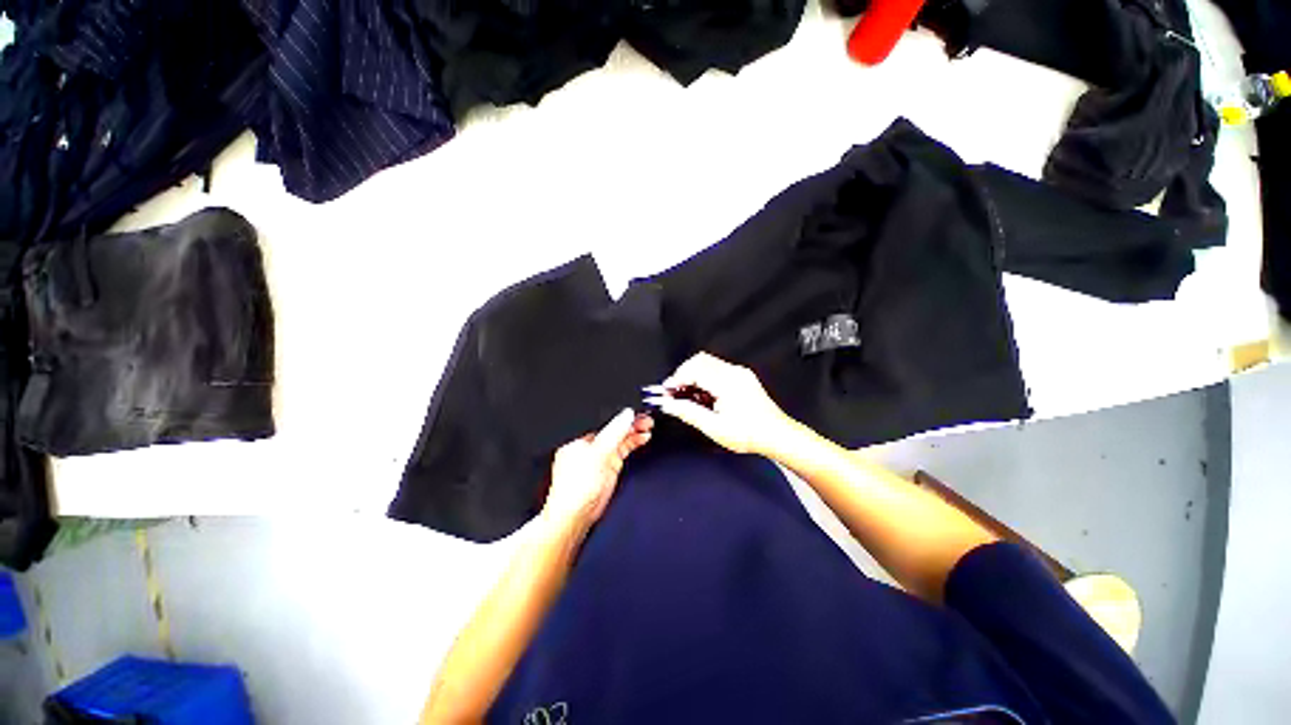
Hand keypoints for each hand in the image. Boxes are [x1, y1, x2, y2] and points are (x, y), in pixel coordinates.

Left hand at [542, 408, 652, 530]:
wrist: (576, 516)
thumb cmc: (575, 488)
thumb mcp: (597, 454)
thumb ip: (613, 433)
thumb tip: (627, 414)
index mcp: (581, 439)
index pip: (604, 421)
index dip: (621, 415)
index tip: (636, 411)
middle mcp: (591, 445)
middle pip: (614, 429)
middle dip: (630, 423)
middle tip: (647, 418)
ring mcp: (601, 456)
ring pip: (620, 438)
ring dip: (634, 432)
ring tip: (648, 426)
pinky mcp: (610, 467)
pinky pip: (624, 450)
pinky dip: (634, 442)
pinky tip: (643, 437)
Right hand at [644, 353, 792, 455]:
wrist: (777, 435)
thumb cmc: (750, 434)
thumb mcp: (714, 427)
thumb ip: (688, 413)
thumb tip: (668, 405)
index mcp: (727, 382)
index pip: (694, 369)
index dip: (677, 378)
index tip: (667, 392)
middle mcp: (734, 372)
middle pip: (699, 361)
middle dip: (683, 374)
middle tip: (674, 393)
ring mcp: (739, 373)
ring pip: (707, 363)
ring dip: (693, 376)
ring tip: (687, 396)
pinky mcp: (742, 377)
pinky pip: (717, 369)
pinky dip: (704, 378)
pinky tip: (702, 396)